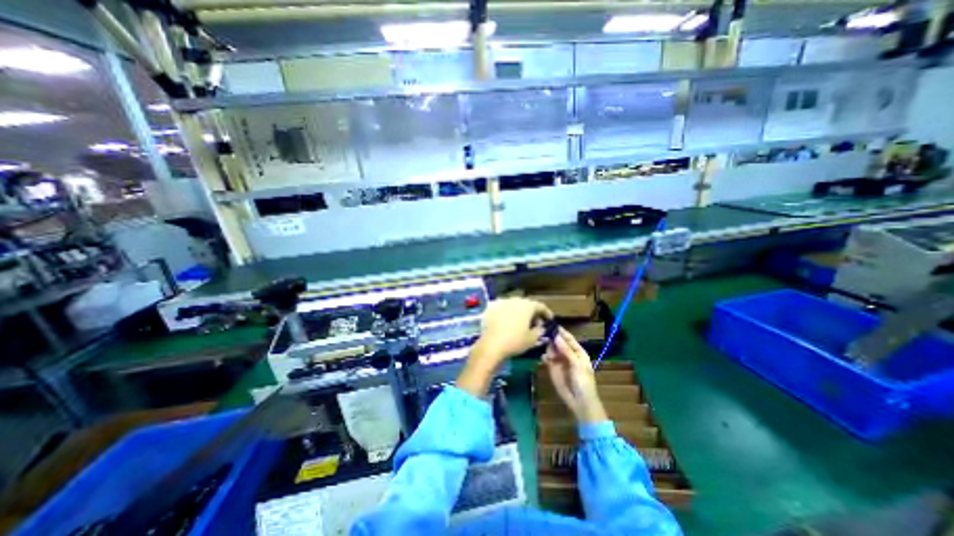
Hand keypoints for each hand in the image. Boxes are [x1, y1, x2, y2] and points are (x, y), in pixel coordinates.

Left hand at [456, 296, 552, 397]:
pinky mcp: (492, 308)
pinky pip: (504, 309)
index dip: (546, 312)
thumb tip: (540, 327)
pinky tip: (509, 323)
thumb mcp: (532, 339)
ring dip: (520, 312)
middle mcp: (515, 300)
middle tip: (536, 322)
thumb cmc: (515, 341)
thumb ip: (539, 331)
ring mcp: (502, 302)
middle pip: (527, 304)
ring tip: (522, 322)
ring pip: (515, 305)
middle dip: (532, 312)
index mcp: (527, 305)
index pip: (540, 306)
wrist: (491, 344)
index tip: (549, 319)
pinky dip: (509, 314)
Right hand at [540, 329, 605, 424]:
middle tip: (541, 331)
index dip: (560, 331)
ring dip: (547, 346)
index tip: (550, 323)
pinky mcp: (552, 367)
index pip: (568, 337)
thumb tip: (556, 336)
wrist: (579, 402)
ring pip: (551, 349)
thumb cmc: (583, 382)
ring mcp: (559, 360)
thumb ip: (566, 350)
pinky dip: (544, 356)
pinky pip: (547, 358)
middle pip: (558, 342)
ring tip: (541, 342)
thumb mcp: (577, 365)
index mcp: (577, 351)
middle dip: (551, 337)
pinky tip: (544, 358)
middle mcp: (567, 353)